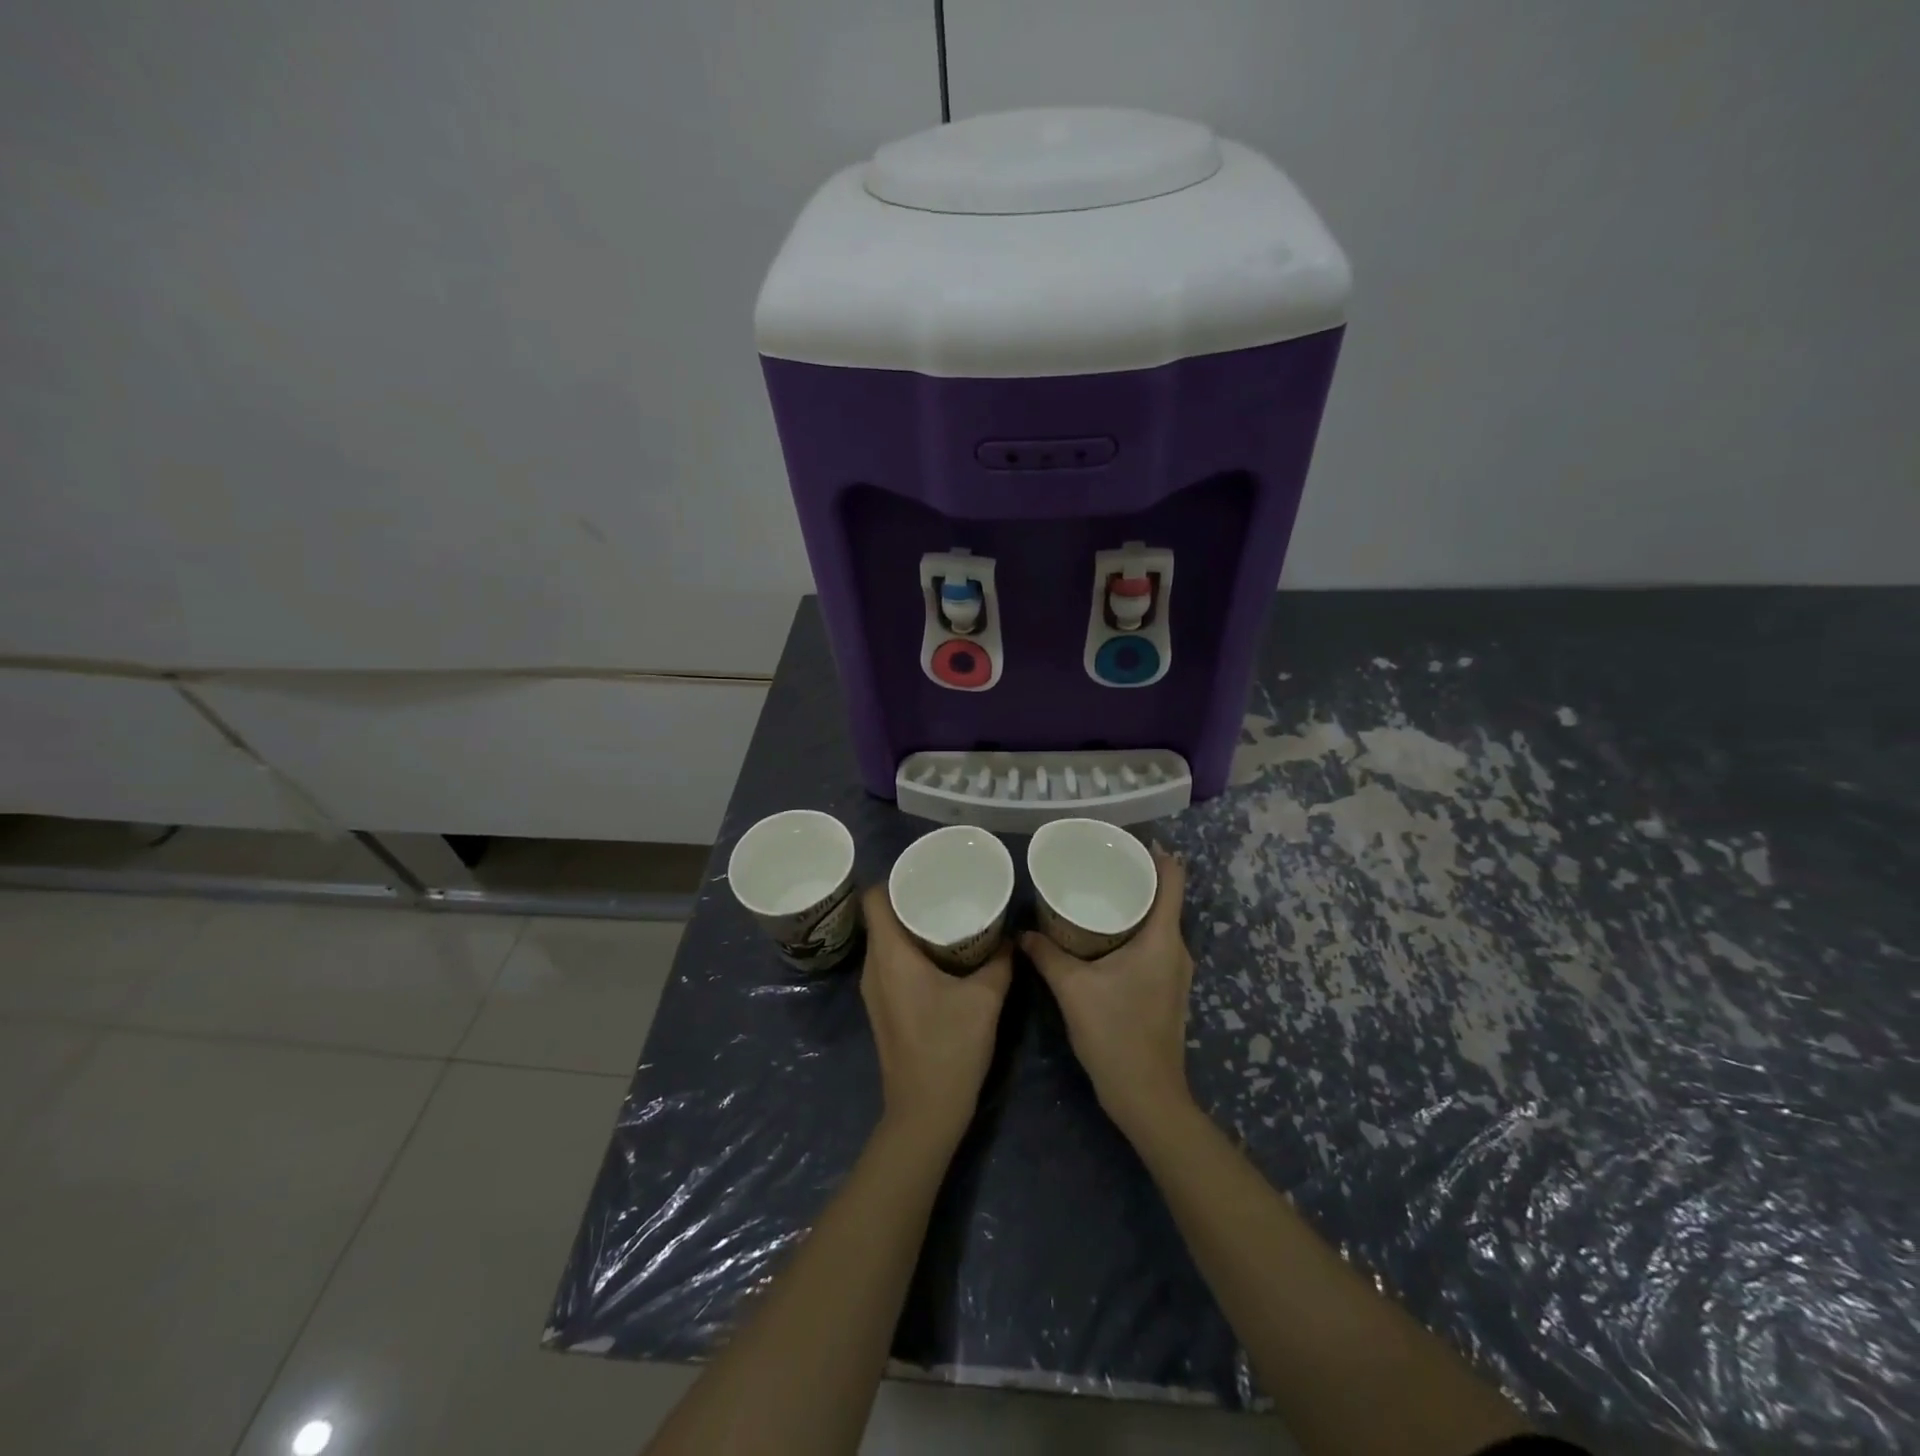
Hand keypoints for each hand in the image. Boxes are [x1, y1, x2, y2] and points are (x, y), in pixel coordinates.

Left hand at [859, 885, 1012, 1145]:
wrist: (924, 1114)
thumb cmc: (950, 1049)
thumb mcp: (985, 1000)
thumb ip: (999, 961)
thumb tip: (1011, 935)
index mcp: (890, 956)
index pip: (873, 899)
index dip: (894, 879)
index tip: (925, 873)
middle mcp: (874, 968)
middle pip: (880, 917)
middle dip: (909, 899)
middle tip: (945, 889)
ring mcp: (874, 991)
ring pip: (886, 941)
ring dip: (911, 926)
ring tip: (946, 916)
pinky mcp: (883, 1008)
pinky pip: (891, 963)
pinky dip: (911, 950)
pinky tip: (942, 955)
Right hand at [1021, 847, 1194, 1139]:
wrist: (1147, 1096)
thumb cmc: (1115, 1034)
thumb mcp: (1073, 989)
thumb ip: (1046, 955)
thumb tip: (1022, 933)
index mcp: (1163, 939)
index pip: (1173, 880)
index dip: (1156, 854)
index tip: (1126, 839)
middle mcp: (1177, 949)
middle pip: (1166, 897)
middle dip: (1136, 876)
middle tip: (1098, 862)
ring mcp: (1176, 972)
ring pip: (1159, 922)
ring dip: (1134, 904)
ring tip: (1097, 891)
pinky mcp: (1167, 989)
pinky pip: (1154, 943)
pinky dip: (1133, 929)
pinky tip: (1102, 934)